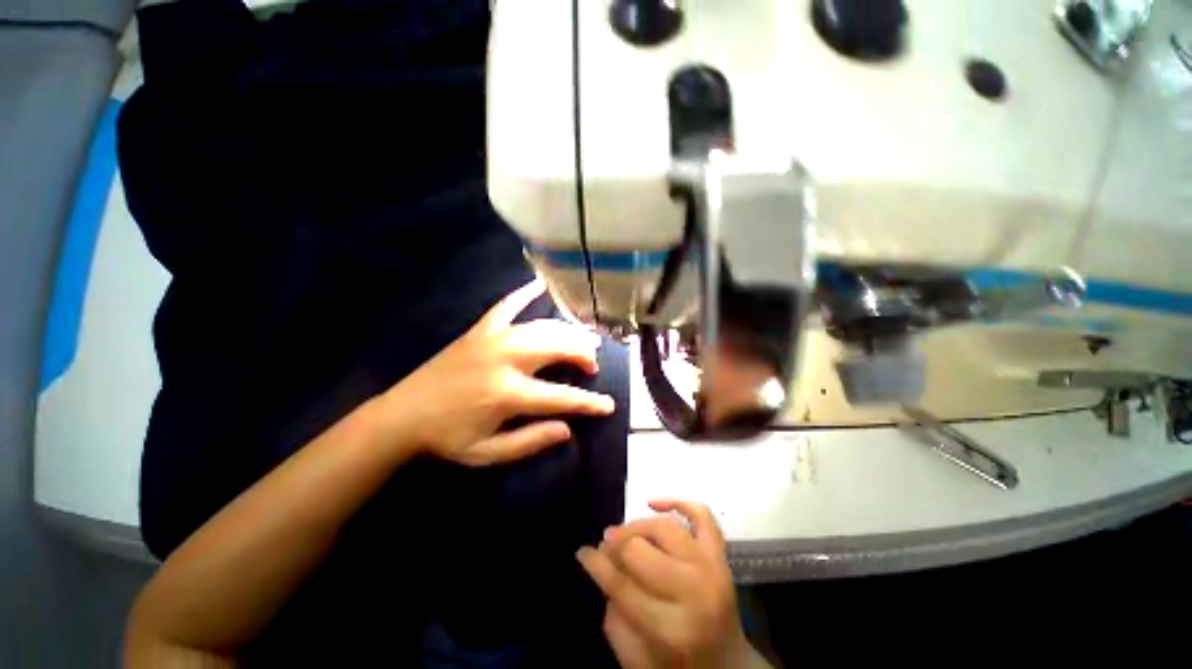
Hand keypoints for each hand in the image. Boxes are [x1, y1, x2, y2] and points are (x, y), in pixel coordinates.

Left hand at [381, 278, 615, 466]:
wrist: (400, 416)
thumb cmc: (446, 439)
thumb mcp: (488, 454)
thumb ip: (530, 441)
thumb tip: (568, 429)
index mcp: (508, 394)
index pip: (562, 397)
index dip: (590, 403)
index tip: (610, 405)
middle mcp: (505, 360)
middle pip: (558, 348)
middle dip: (583, 355)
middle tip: (592, 366)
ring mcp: (492, 339)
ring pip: (542, 327)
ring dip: (568, 332)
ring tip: (583, 340)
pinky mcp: (479, 330)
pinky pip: (506, 306)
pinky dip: (523, 294)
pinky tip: (540, 284)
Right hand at [577, 501, 748, 668]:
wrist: (729, 665)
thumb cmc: (680, 667)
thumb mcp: (637, 662)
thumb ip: (616, 620)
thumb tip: (606, 572)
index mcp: (672, 629)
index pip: (621, 585)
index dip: (596, 564)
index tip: (583, 552)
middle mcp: (694, 591)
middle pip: (641, 551)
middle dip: (615, 545)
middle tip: (604, 545)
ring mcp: (712, 567)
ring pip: (665, 528)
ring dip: (637, 525)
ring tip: (623, 532)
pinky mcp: (721, 555)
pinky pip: (702, 516)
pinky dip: (678, 502)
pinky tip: (653, 503)